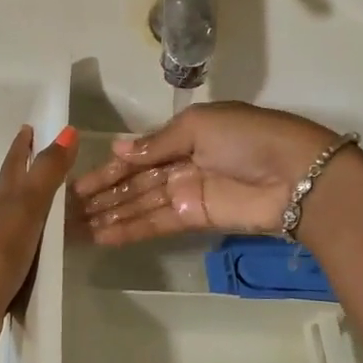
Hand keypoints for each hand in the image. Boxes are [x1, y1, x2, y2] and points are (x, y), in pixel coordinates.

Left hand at [0, 125, 77, 362]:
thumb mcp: (27, 208)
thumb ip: (48, 172)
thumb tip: (68, 130)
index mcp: (0, 205)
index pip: (13, 168)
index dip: (21, 148)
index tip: (28, 129)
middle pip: (7, 198)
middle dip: (22, 185)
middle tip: (44, 177)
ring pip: (12, 230)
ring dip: (27, 222)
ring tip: (52, 221)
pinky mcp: (2, 282)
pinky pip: (22, 260)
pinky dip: (32, 255)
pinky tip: (43, 262)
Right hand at [72, 102, 340, 245]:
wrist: (297, 176)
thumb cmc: (248, 138)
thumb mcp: (200, 126)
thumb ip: (157, 144)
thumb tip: (117, 149)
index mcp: (184, 134)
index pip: (137, 153)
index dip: (108, 168)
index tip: (75, 183)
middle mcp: (181, 163)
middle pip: (134, 181)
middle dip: (102, 194)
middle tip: (66, 211)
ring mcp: (187, 193)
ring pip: (139, 204)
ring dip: (109, 215)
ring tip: (74, 228)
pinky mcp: (194, 218)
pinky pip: (155, 223)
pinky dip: (129, 229)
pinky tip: (101, 236)